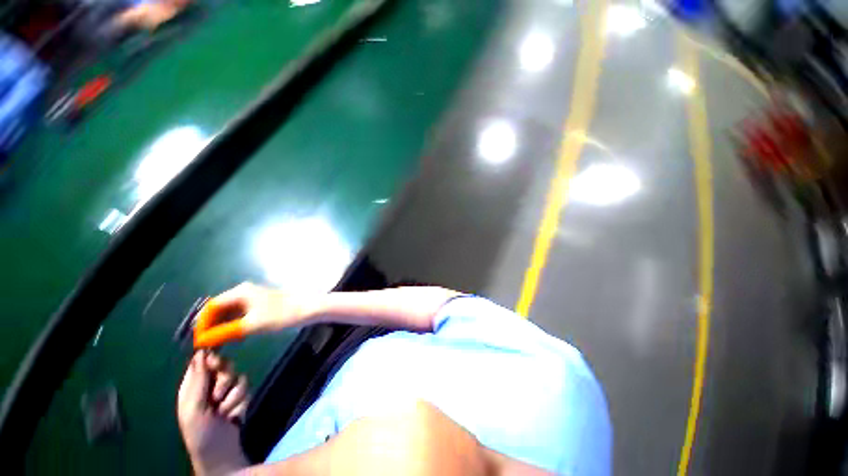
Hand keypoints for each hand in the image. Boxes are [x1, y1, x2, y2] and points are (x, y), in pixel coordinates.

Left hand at [177, 351, 249, 475]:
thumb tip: (201, 351)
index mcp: (192, 386)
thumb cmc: (199, 433)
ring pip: (239, 378)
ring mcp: (226, 392)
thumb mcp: (193, 408)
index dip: (212, 358)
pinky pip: (248, 390)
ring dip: (233, 397)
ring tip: (224, 413)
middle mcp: (209, 386)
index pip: (203, 361)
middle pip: (226, 366)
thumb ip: (198, 380)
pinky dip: (241, 404)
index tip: (216, 364)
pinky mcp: (240, 399)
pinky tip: (233, 416)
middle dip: (225, 381)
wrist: (220, 454)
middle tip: (217, 397)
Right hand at [194, 282, 314, 347]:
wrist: (308, 308)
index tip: (198, 342)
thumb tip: (200, 341)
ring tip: (215, 345)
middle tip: (205, 346)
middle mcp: (243, 292)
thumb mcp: (251, 325)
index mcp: (240, 292)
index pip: (211, 307)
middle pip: (219, 309)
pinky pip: (239, 315)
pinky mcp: (259, 305)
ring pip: (229, 313)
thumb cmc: (281, 315)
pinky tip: (231, 338)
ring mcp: (252, 298)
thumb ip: (224, 332)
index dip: (202, 324)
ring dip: (221, 327)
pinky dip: (233, 326)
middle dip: (210, 326)